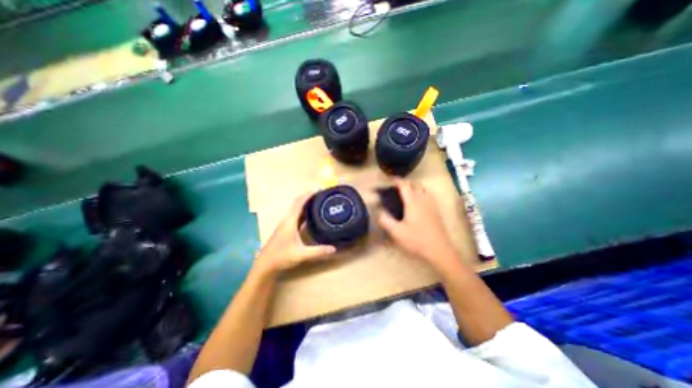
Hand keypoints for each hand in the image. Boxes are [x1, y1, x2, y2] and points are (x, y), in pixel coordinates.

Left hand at [257, 192, 337, 276]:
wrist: (265, 266)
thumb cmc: (281, 257)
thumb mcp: (301, 254)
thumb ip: (318, 251)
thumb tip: (334, 248)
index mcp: (290, 221)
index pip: (299, 203)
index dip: (308, 195)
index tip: (318, 189)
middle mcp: (287, 220)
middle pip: (298, 204)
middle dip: (309, 198)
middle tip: (322, 196)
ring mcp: (285, 225)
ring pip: (296, 210)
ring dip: (306, 205)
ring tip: (318, 203)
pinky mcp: (285, 230)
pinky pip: (296, 217)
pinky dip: (303, 213)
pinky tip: (310, 217)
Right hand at [378, 179, 457, 272]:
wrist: (439, 250)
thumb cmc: (417, 240)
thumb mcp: (397, 232)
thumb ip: (385, 220)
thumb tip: (379, 212)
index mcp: (413, 202)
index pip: (404, 185)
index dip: (396, 181)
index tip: (389, 180)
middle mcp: (423, 199)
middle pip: (415, 184)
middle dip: (405, 183)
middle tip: (396, 189)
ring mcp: (432, 205)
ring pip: (423, 189)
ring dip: (414, 187)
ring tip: (406, 194)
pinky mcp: (436, 211)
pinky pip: (428, 196)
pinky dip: (421, 193)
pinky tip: (417, 203)